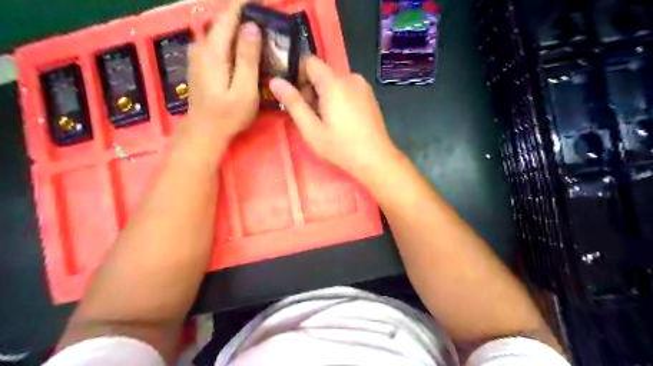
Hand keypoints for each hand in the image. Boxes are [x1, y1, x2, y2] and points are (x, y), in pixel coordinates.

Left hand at [178, 0, 262, 158]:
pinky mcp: (202, 61)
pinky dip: (235, 39)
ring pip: (223, 30)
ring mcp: (199, 53)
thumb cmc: (228, 116)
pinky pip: (220, 41)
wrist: (204, 131)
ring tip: (263, 33)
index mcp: (213, 51)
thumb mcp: (244, 91)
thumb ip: (247, 59)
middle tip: (270, 22)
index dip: (246, 4)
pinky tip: (248, 48)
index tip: (266, 2)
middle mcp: (202, 46)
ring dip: (242, 28)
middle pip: (225, 20)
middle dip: (246, 16)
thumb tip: (252, 26)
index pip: (229, 15)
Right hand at [268, 57, 399, 179]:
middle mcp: (350, 77)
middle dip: (311, 89)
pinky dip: (338, 98)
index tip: (295, 97)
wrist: (376, 159)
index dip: (298, 75)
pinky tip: (340, 120)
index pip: (310, 61)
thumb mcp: (311, 129)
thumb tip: (275, 81)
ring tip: (326, 121)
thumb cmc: (341, 147)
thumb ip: (293, 103)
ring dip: (324, 95)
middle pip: (322, 73)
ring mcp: (363, 86)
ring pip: (334, 81)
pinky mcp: (369, 95)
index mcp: (334, 82)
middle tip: (310, 116)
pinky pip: (347, 88)